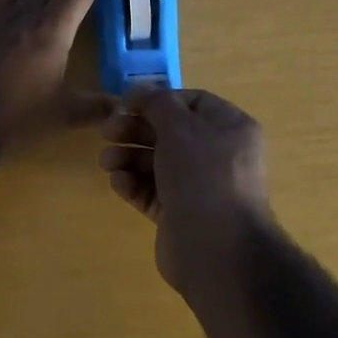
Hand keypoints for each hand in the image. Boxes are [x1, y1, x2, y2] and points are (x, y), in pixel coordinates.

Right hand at [100, 87, 271, 293]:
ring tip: (107, 162)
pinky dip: (134, 184)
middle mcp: (217, 155)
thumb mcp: (180, 127)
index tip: (125, 104)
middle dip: (136, 130)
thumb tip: (140, 88)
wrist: (217, 249)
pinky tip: (118, 182)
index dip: (157, 100)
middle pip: (170, 133)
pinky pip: (153, 192)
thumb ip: (157, 102)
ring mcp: (199, 187)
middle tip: (107, 133)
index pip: (190, 102)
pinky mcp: (180, 215)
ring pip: (157, 163)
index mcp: (230, 128)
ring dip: (129, 158)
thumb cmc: (202, 176)